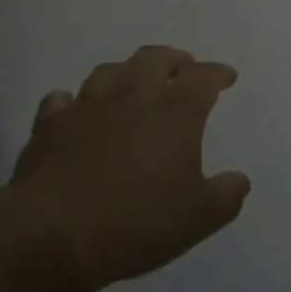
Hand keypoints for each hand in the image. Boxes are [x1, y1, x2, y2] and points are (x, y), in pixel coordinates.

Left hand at [10, 46, 250, 291]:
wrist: (53, 233)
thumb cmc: (136, 222)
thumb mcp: (198, 218)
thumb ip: (225, 196)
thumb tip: (240, 180)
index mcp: (174, 112)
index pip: (202, 77)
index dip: (217, 73)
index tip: (227, 77)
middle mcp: (132, 96)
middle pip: (155, 58)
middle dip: (174, 59)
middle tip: (183, 69)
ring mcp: (87, 106)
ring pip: (110, 71)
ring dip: (128, 72)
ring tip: (135, 84)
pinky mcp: (50, 124)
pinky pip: (63, 99)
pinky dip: (75, 101)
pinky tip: (77, 109)